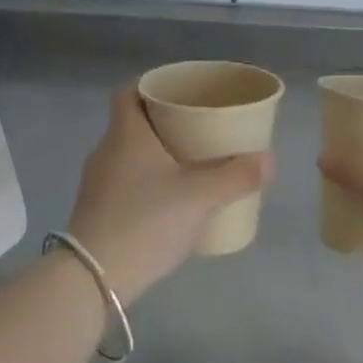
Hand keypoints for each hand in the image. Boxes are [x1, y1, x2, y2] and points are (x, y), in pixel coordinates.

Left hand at [66, 87, 272, 303]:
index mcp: (126, 134)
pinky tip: (170, 201)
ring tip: (190, 165)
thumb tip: (268, 159)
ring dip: (156, 154)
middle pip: (132, 123)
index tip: (179, 93)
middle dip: (164, 122)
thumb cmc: (146, 221)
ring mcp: (97, 183)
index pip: (128, 92)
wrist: (94, 277)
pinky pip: (124, 182)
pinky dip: (146, 181)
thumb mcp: (200, 197)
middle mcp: (106, 151)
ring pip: (129, 154)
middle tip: (198, 129)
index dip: (151, 85)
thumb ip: (236, 176)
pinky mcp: (96, 210)